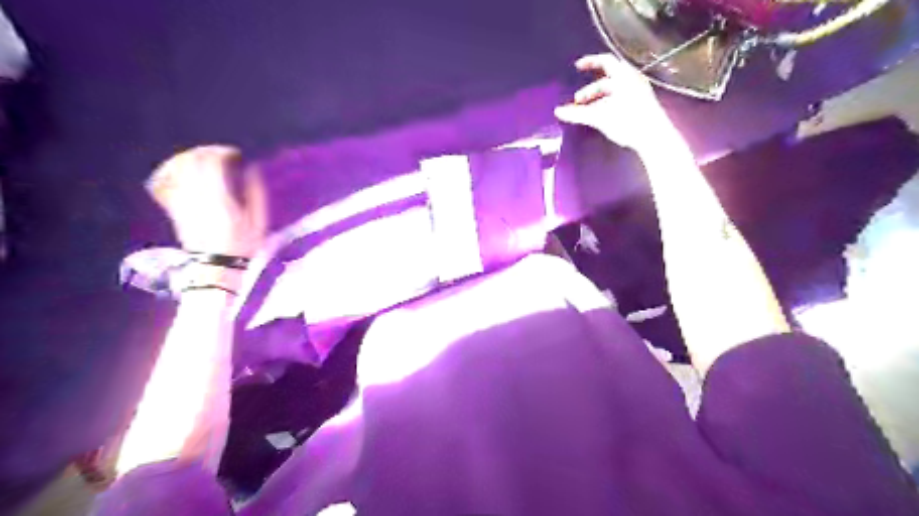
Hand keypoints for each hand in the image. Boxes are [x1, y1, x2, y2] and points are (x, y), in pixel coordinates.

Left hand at [147, 144, 267, 256]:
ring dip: (187, 158)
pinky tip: (180, 171)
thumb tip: (252, 170)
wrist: (216, 267)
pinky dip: (170, 172)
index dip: (223, 152)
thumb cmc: (242, 245)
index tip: (235, 154)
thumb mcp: (258, 222)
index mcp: (219, 197)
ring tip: (201, 158)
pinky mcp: (174, 209)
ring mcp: (181, 202)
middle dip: (205, 151)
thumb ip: (256, 193)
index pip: (213, 163)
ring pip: (176, 168)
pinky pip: (165, 183)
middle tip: (219, 153)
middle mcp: (196, 195)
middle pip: (192, 161)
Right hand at [552, 54, 673, 150]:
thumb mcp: (600, 117)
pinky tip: (600, 118)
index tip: (577, 67)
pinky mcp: (641, 106)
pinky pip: (619, 100)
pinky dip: (607, 105)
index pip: (605, 61)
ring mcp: (638, 93)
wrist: (653, 137)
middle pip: (607, 80)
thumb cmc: (628, 121)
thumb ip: (578, 114)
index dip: (590, 62)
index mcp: (624, 77)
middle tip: (578, 102)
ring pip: (613, 92)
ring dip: (597, 100)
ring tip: (587, 113)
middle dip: (590, 90)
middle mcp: (632, 81)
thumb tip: (558, 111)